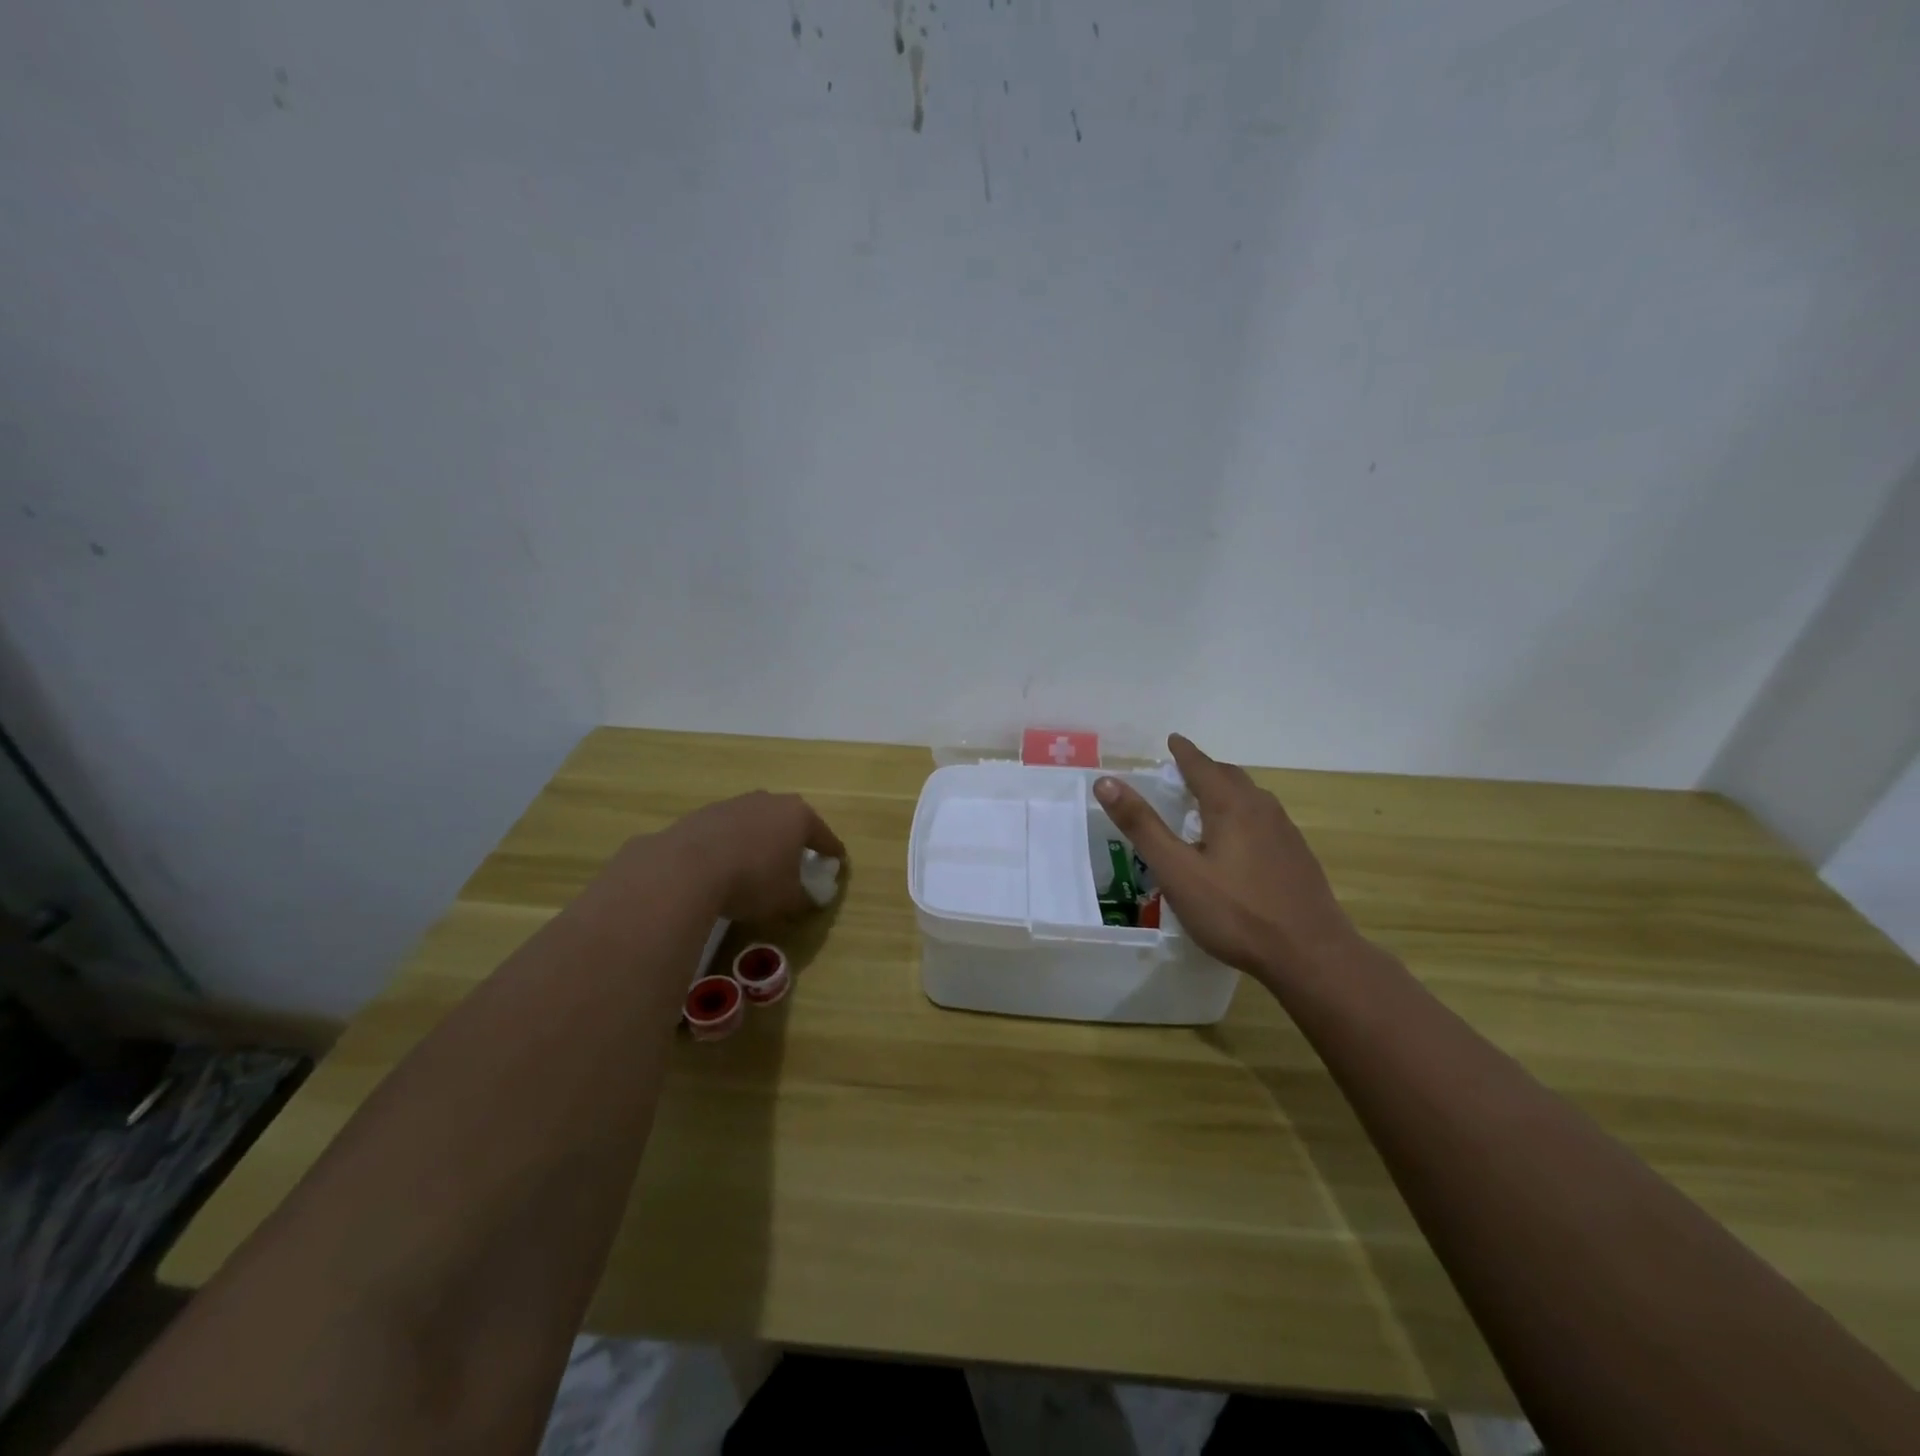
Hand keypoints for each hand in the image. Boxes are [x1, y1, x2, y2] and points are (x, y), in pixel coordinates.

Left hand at [660, 791, 847, 923]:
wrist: (686, 868)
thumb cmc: (753, 880)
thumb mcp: (787, 899)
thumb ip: (805, 898)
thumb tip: (811, 898)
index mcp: (799, 816)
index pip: (824, 836)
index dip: (832, 852)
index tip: (837, 862)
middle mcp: (770, 801)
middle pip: (790, 821)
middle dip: (795, 840)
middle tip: (797, 861)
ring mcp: (735, 803)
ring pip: (758, 822)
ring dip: (761, 840)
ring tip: (758, 864)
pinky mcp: (705, 813)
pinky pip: (729, 830)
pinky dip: (733, 844)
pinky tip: (726, 865)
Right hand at [1095, 735, 1357, 987]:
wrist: (1310, 954)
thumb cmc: (1235, 912)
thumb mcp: (1176, 871)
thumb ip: (1142, 826)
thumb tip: (1106, 782)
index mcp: (1230, 805)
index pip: (1202, 765)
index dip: (1183, 752)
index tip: (1172, 740)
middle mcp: (1262, 808)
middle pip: (1230, 777)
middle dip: (1205, 769)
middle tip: (1183, 772)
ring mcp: (1285, 832)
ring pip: (1251, 798)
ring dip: (1227, 791)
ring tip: (1207, 803)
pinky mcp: (1298, 857)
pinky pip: (1265, 820)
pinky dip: (1243, 815)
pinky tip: (1238, 843)